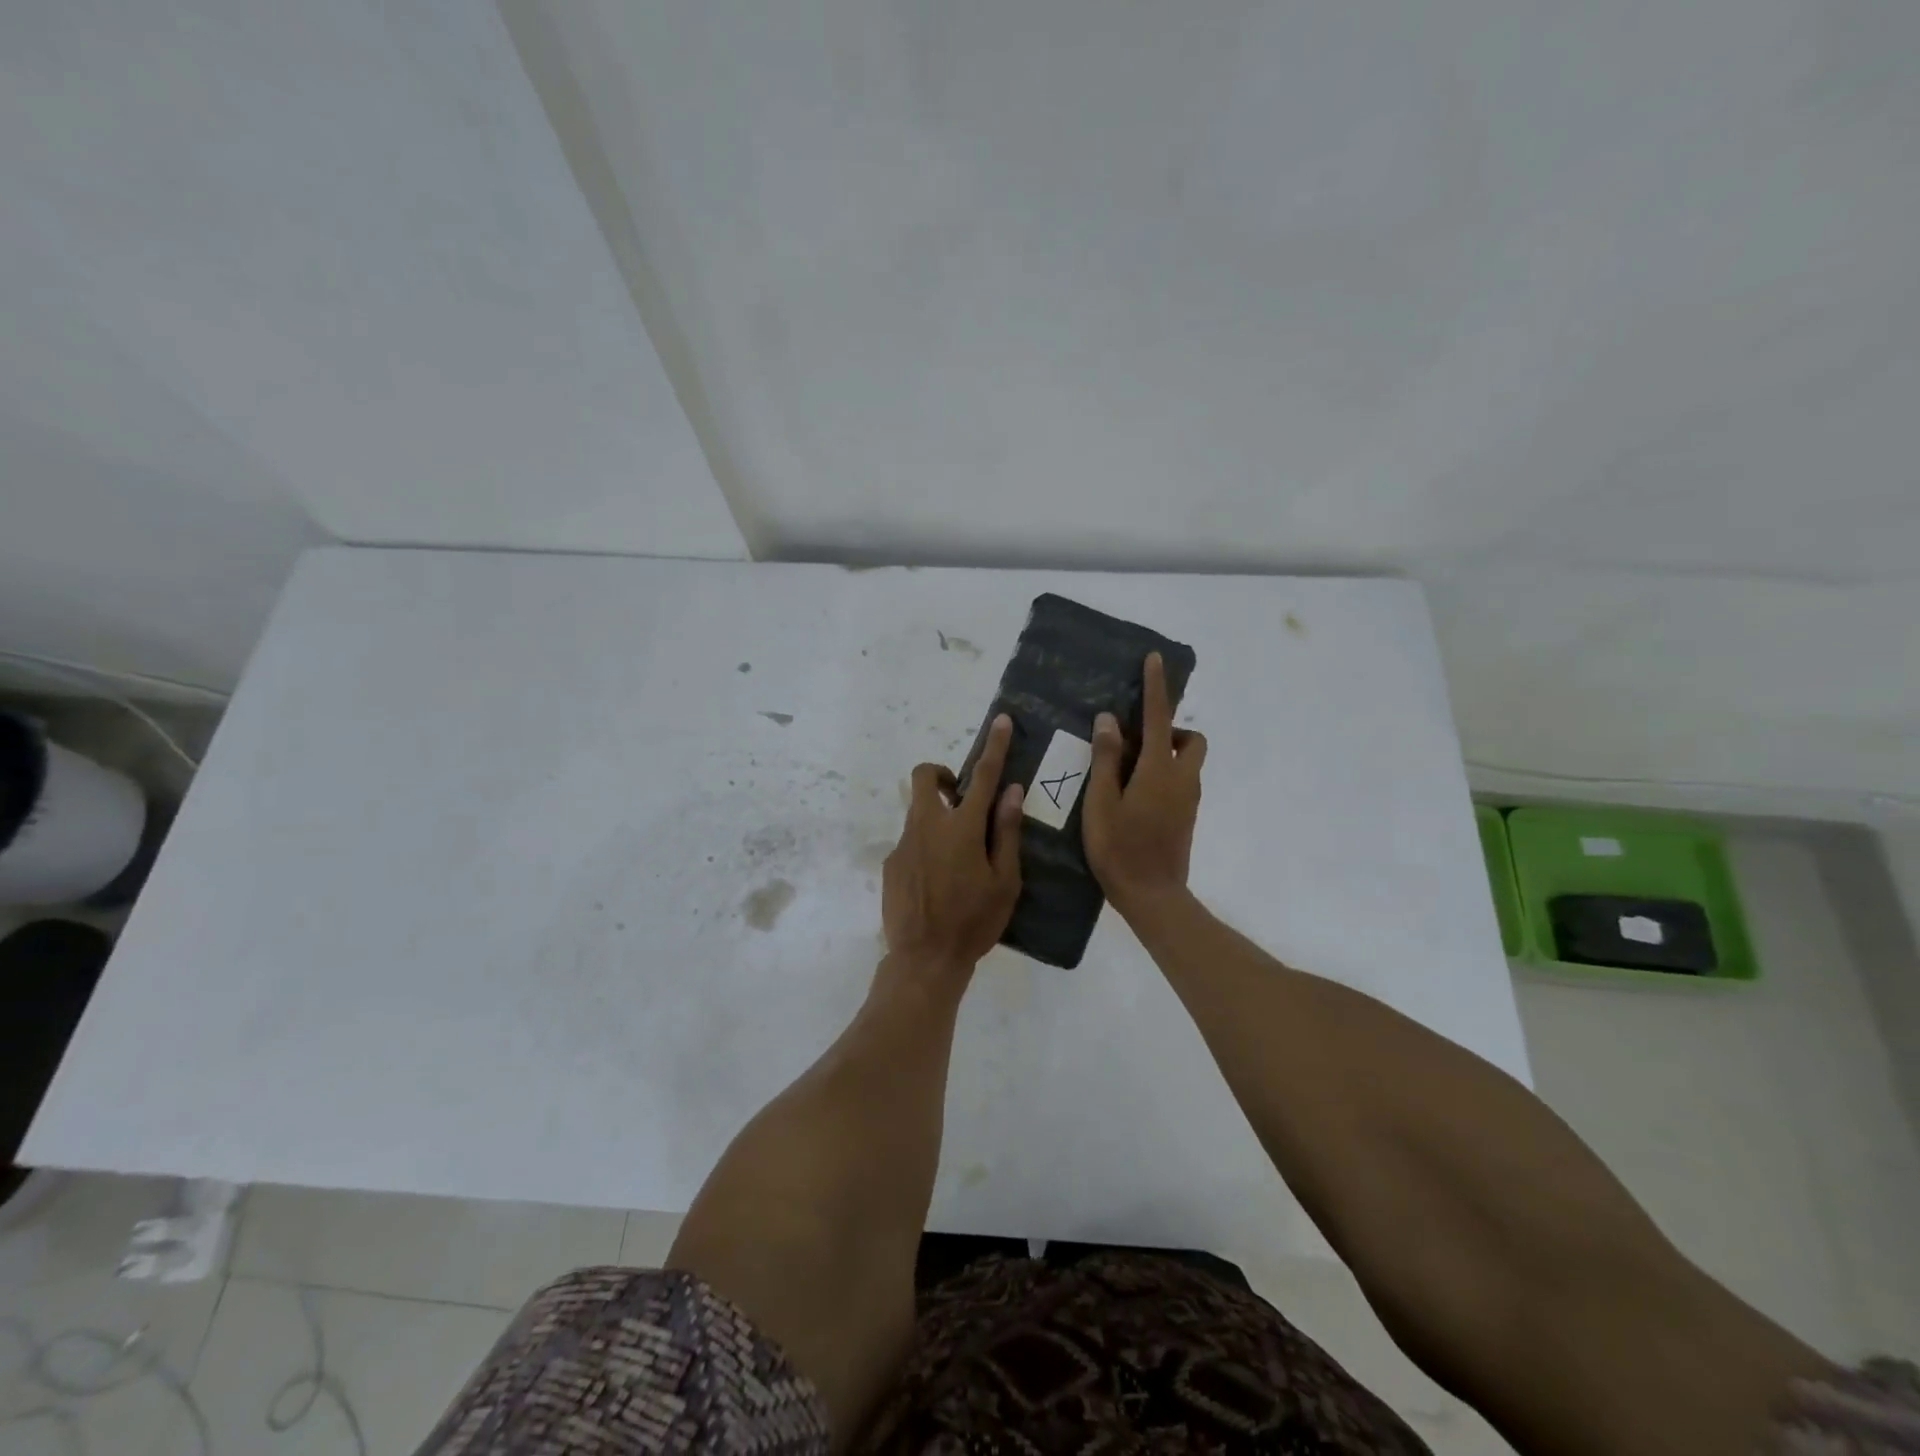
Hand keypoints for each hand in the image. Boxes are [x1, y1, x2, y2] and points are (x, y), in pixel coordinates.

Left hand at [881, 714, 1024, 974]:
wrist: (924, 960)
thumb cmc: (974, 922)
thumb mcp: (1004, 881)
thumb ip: (1006, 832)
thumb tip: (1011, 792)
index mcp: (961, 828)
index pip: (983, 777)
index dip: (995, 747)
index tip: (1001, 721)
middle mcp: (927, 826)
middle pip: (925, 778)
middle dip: (942, 776)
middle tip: (961, 800)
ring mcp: (904, 844)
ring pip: (918, 812)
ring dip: (937, 818)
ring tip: (956, 859)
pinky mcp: (890, 863)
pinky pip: (911, 842)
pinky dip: (926, 848)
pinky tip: (937, 883)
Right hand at [1083, 652, 1207, 915]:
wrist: (1152, 895)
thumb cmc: (1119, 848)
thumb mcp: (1101, 802)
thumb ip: (1107, 758)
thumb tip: (1110, 720)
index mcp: (1159, 770)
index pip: (1160, 718)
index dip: (1156, 687)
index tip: (1154, 660)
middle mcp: (1182, 779)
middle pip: (1191, 740)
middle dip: (1172, 730)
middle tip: (1137, 742)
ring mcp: (1189, 800)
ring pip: (1189, 762)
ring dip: (1169, 753)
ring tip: (1130, 770)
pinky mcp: (1187, 817)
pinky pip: (1182, 782)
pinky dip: (1166, 774)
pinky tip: (1135, 795)